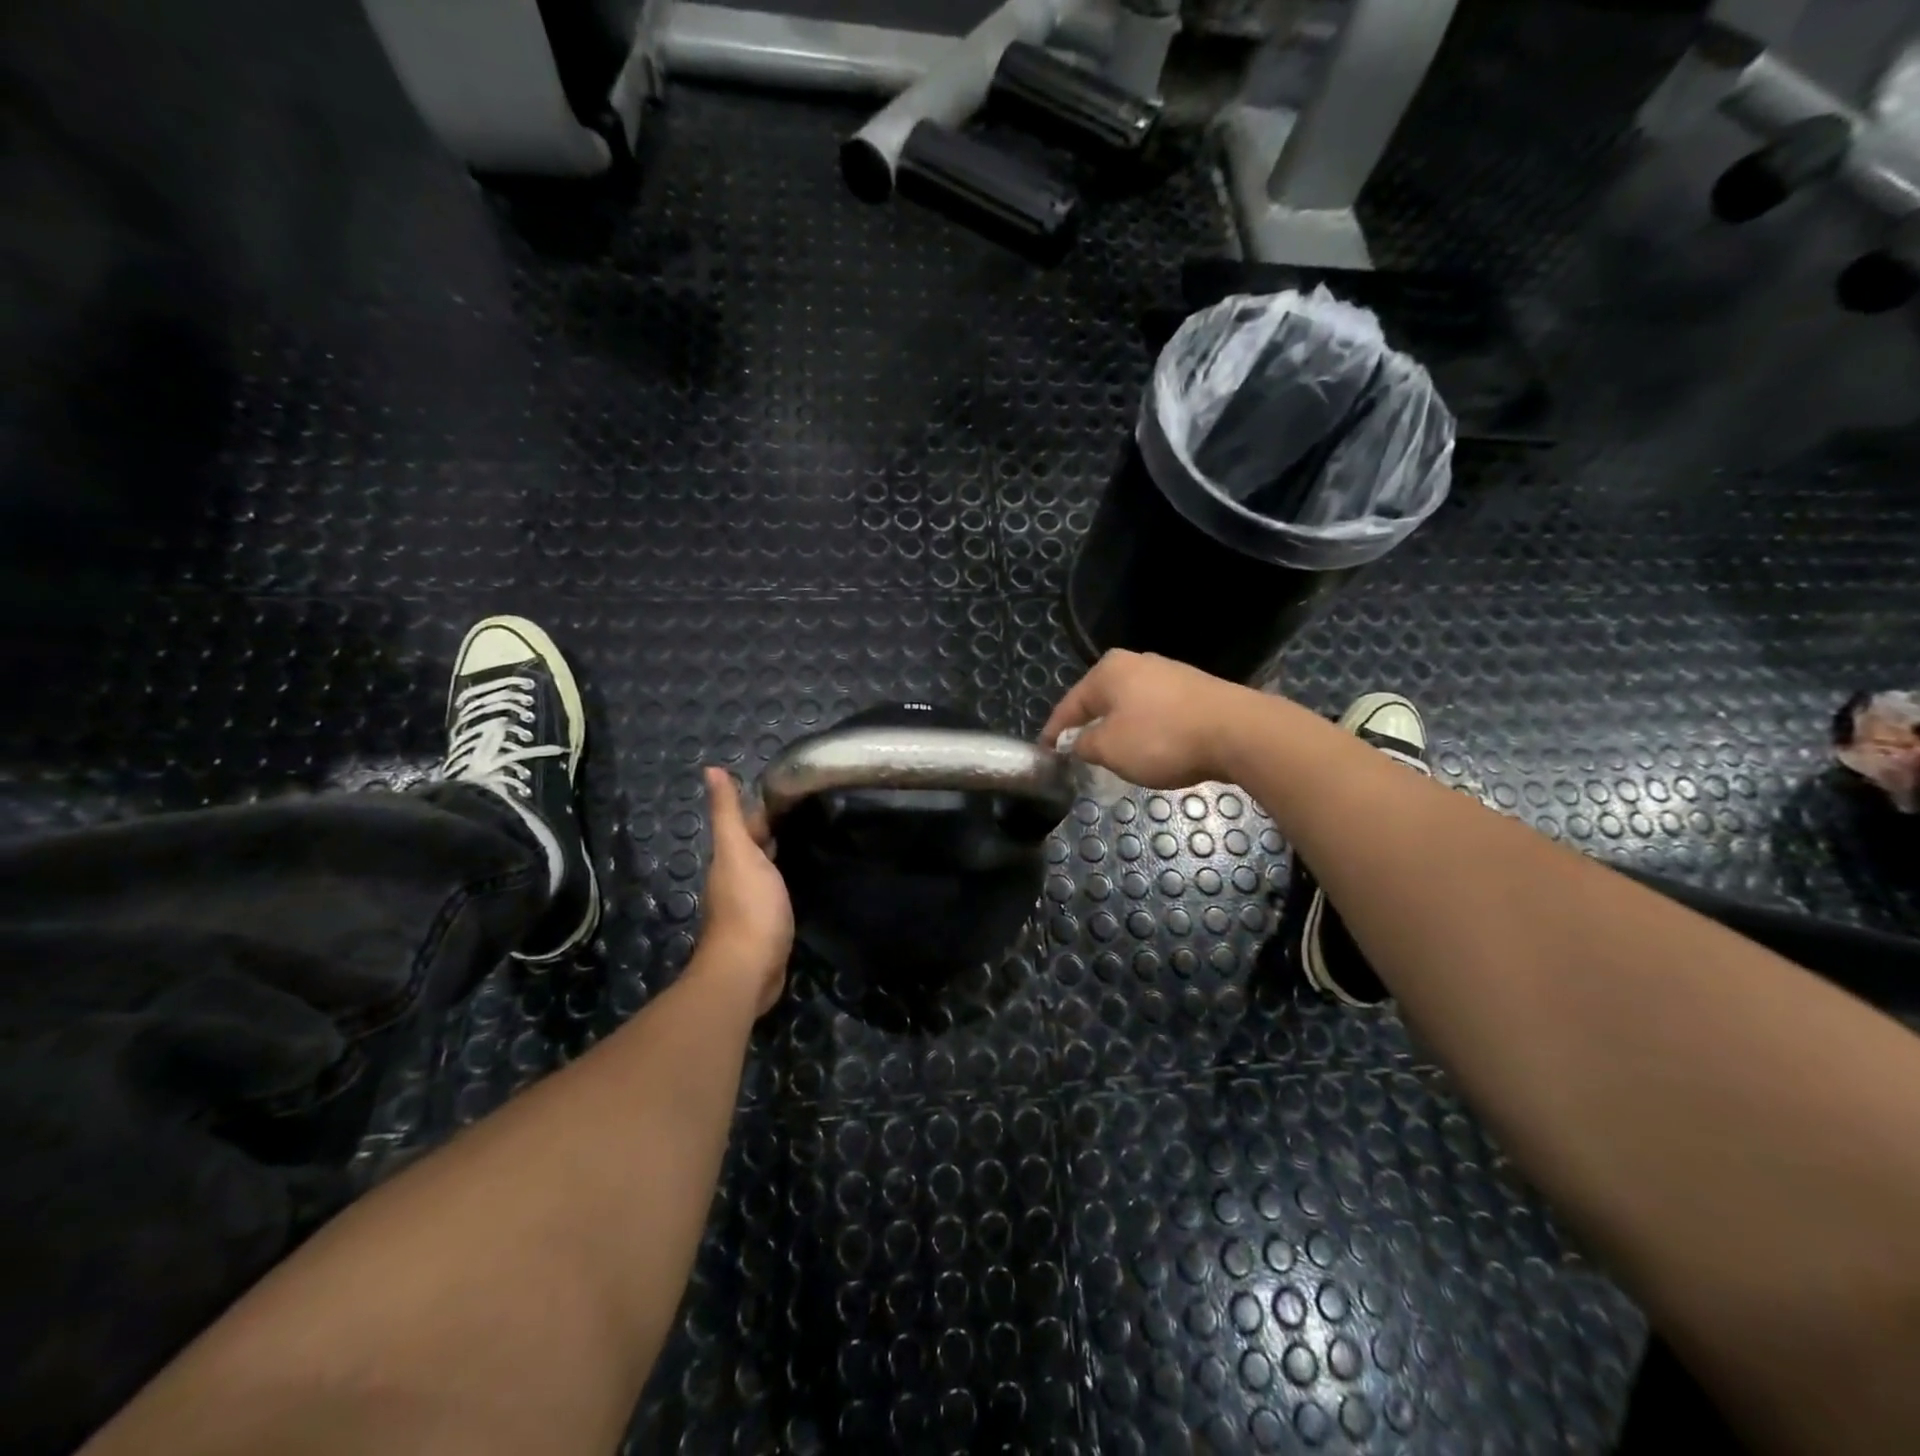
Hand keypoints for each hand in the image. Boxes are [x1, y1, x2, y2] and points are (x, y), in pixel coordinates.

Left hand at [695, 767, 791, 1015]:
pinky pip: (778, 892)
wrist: (749, 969)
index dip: (766, 806)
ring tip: (815, 837)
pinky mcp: (767, 924)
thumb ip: (728, 813)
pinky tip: (805, 877)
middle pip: (757, 845)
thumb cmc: (748, 906)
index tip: (795, 788)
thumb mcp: (738, 852)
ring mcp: (752, 903)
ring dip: (783, 854)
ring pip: (767, 868)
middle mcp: (737, 877)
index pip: (748, 822)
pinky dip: (788, 879)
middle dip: (777, 828)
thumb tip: (710, 769)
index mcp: (730, 858)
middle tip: (814, 810)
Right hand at [1041, 650, 1261, 789]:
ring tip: (1113, 756)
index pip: (1069, 705)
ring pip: (1130, 706)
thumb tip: (1075, 743)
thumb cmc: (1161, 738)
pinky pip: (1157, 712)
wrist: (1238, 733)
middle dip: (1088, 728)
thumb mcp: (1109, 748)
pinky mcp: (1195, 690)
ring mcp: (1169, 674)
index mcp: (1108, 671)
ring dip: (1118, 730)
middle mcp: (1136, 663)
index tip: (1045, 753)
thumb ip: (1083, 745)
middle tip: (1078, 756)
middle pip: (1100, 701)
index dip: (1054, 732)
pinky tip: (1151, 749)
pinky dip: (1146, 730)